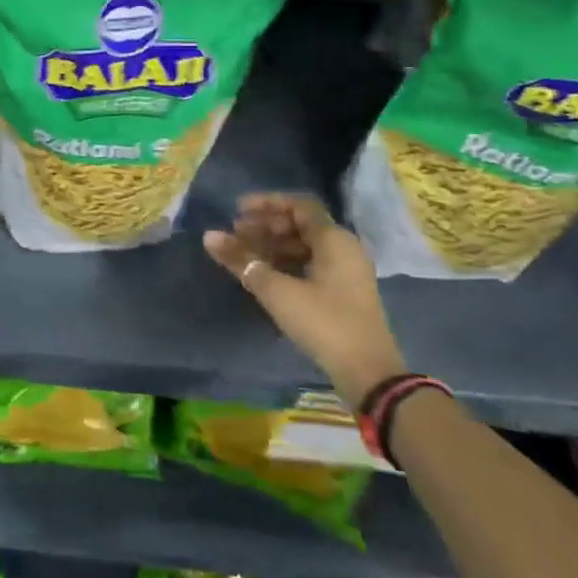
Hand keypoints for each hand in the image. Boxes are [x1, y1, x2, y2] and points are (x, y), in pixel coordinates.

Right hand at [203, 193, 406, 407]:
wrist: (368, 374)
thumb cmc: (323, 322)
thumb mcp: (276, 290)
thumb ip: (242, 260)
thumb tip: (209, 236)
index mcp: (334, 239)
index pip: (299, 205)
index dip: (267, 203)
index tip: (237, 210)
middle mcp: (345, 248)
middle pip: (301, 224)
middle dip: (266, 225)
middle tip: (236, 233)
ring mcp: (347, 271)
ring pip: (306, 245)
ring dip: (274, 245)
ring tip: (244, 254)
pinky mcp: (345, 292)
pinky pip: (312, 264)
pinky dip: (287, 262)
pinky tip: (265, 274)